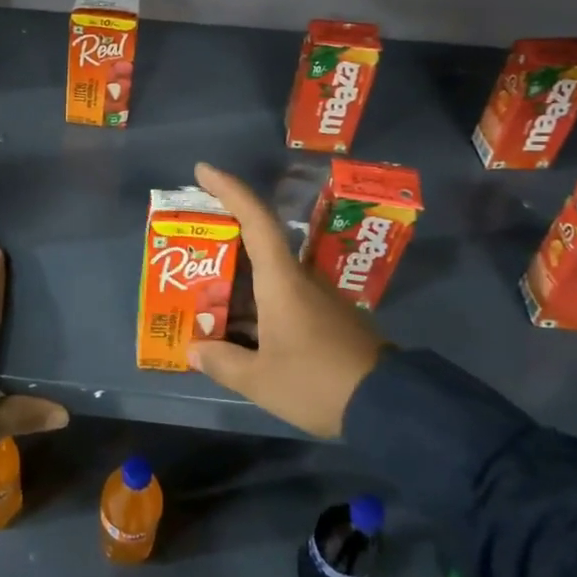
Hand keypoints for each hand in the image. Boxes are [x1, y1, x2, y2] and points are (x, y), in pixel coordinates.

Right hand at [187, 163, 384, 438]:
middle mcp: (300, 278)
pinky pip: (282, 296)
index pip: (254, 219)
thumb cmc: (316, 382)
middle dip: (222, 239)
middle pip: (257, 244)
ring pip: (268, 274)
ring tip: (201, 293)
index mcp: (282, 280)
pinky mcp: (327, 317)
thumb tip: (194, 349)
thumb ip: (222, 361)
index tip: (203, 171)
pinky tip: (236, 327)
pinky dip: (254, 301)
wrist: (388, 406)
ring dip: (236, 278)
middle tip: (188, 245)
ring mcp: (317, 297)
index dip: (229, 190)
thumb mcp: (260, 379)